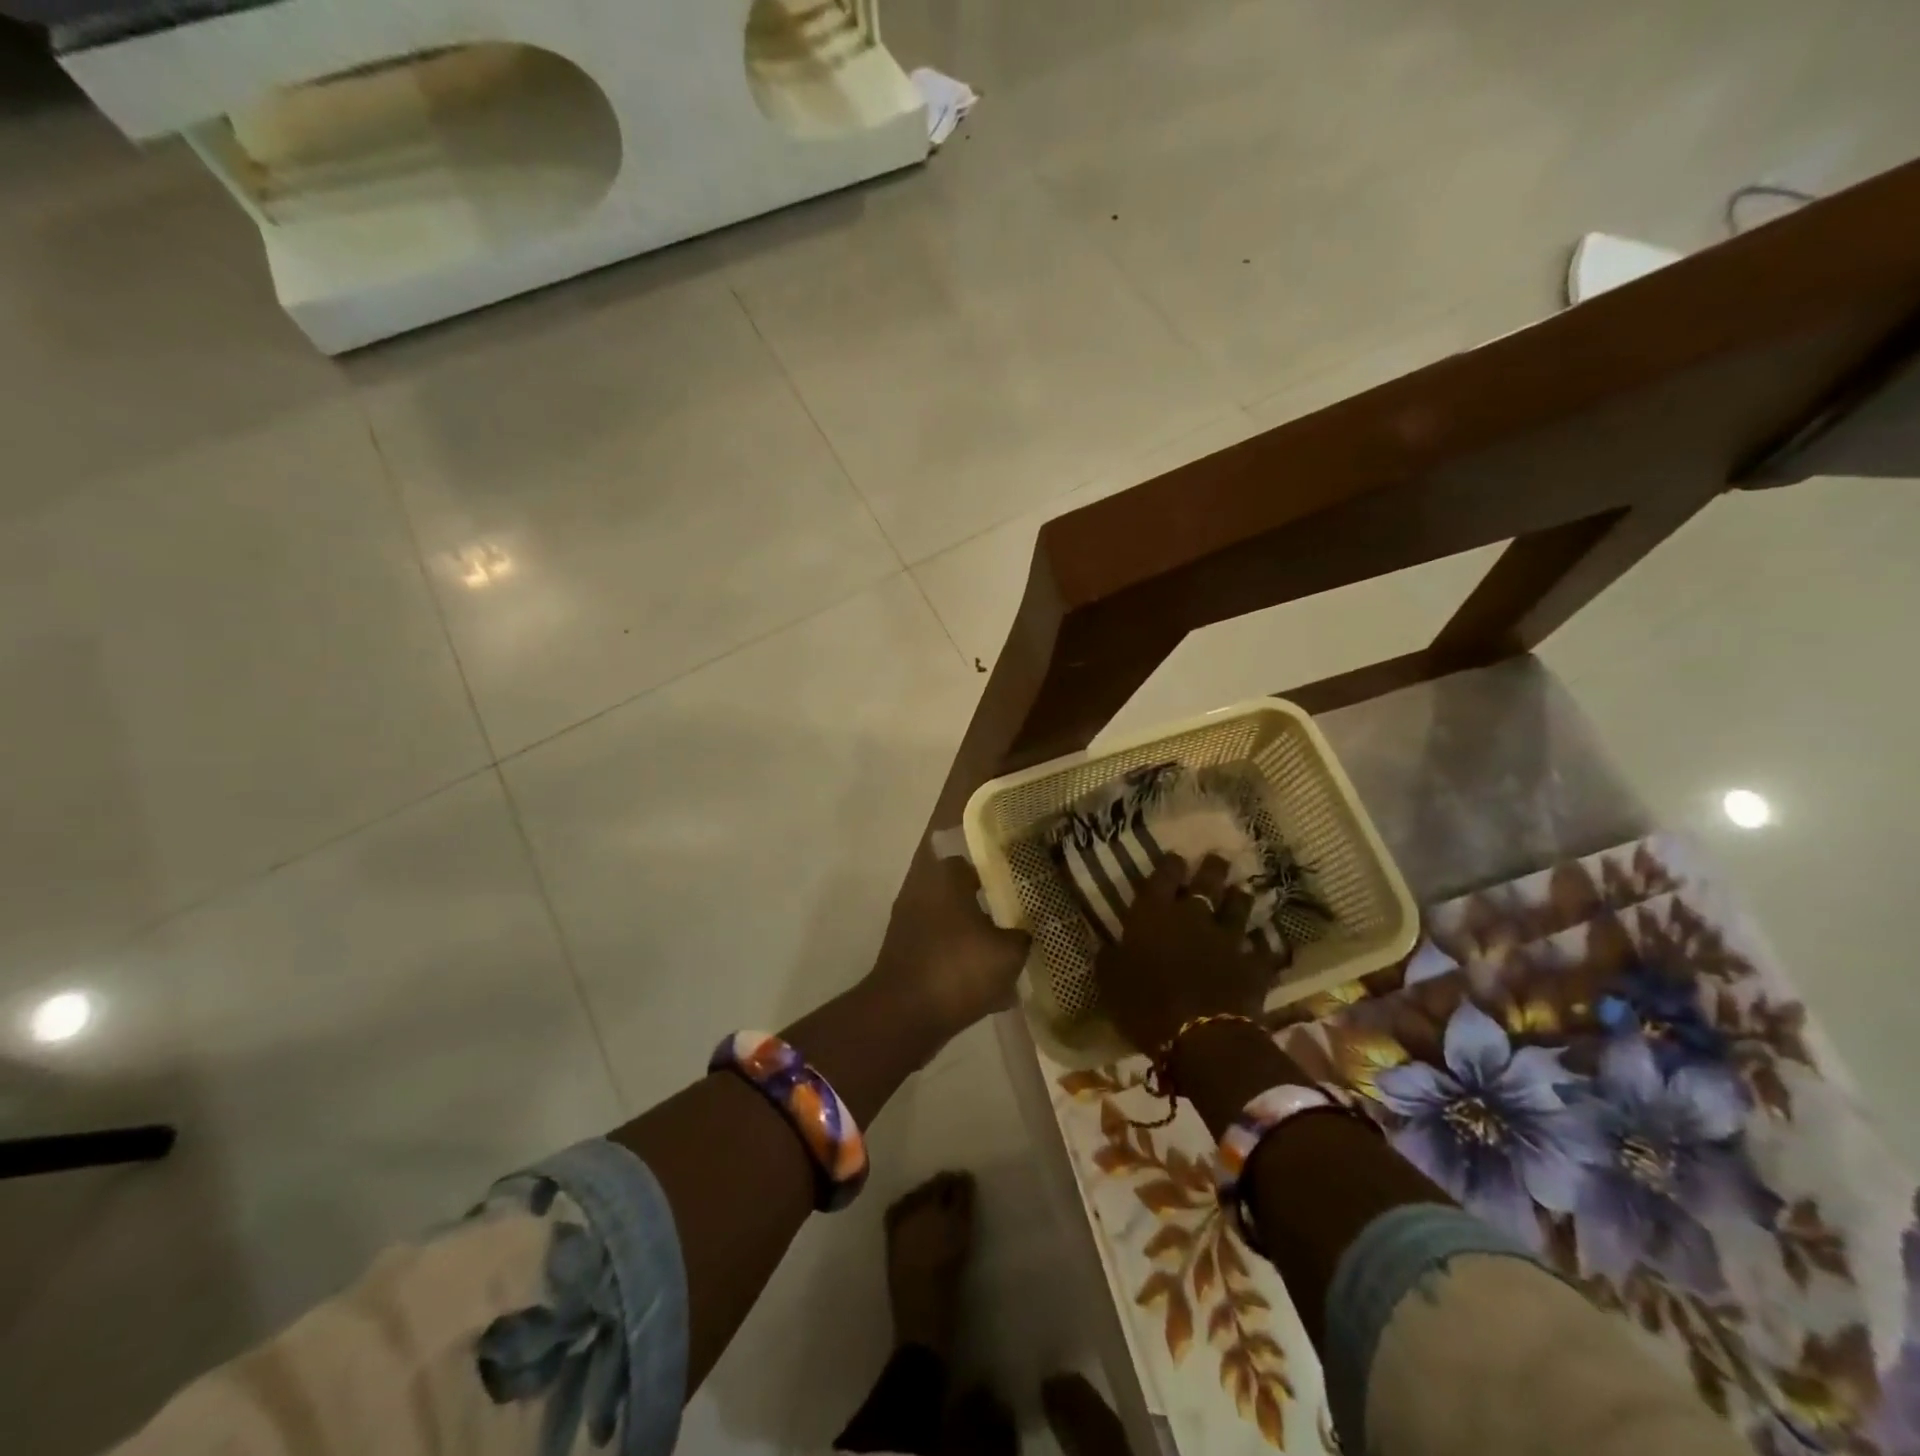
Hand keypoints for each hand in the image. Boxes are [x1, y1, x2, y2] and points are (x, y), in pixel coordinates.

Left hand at [868, 839, 1031, 1046]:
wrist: (904, 1016)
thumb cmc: (958, 969)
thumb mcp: (1008, 952)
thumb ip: (1023, 935)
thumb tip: (1026, 930)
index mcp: (945, 876)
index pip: (971, 853)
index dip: (996, 862)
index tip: (1019, 873)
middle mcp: (922, 890)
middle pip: (961, 888)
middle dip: (988, 899)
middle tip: (1020, 909)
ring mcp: (910, 923)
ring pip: (952, 920)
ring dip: (976, 931)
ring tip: (1010, 948)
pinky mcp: (906, 954)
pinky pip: (943, 948)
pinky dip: (962, 959)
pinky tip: (992, 984)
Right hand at [1095, 853, 1280, 1055]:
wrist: (1202, 1037)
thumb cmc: (1145, 1006)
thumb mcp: (1111, 982)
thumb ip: (1110, 959)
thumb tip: (1107, 947)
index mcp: (1153, 915)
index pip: (1162, 877)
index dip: (1169, 865)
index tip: (1175, 857)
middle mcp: (1193, 918)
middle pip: (1206, 883)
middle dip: (1212, 869)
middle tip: (1217, 859)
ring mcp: (1227, 940)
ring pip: (1238, 909)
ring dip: (1239, 899)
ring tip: (1241, 891)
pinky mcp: (1253, 967)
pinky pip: (1262, 950)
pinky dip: (1262, 945)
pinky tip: (1264, 942)